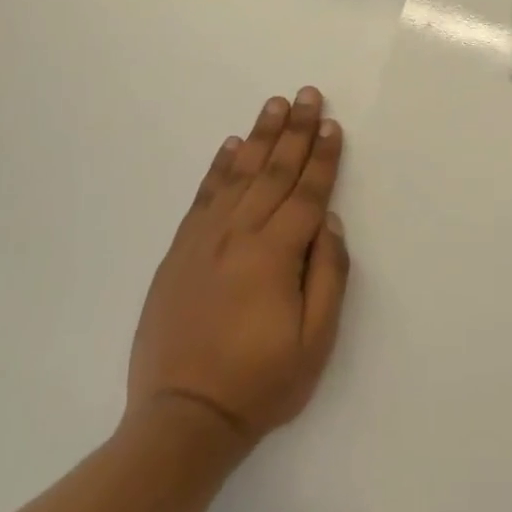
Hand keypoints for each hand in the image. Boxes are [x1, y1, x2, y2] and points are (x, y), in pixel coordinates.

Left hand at [126, 88, 349, 448]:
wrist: (183, 417)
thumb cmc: (260, 383)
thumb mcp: (315, 341)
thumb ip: (328, 275)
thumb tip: (328, 223)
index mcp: (275, 255)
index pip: (306, 193)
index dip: (322, 157)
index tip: (331, 124)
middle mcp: (239, 235)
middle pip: (273, 172)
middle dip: (294, 131)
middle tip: (306, 94)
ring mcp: (204, 240)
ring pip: (238, 175)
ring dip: (259, 137)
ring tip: (273, 105)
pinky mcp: (179, 252)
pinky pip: (203, 197)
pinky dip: (218, 167)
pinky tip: (230, 146)